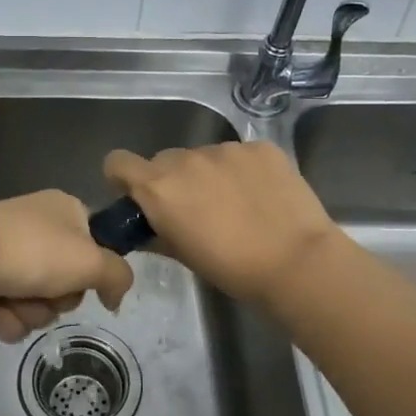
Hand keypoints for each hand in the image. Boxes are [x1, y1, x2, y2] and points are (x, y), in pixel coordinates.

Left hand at [0, 190, 134, 342]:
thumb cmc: (27, 252)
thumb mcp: (89, 260)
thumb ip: (118, 276)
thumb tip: (116, 296)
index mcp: (64, 210)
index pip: (98, 242)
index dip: (97, 268)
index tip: (94, 283)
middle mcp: (38, 230)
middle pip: (71, 281)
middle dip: (60, 297)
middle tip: (47, 290)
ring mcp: (9, 257)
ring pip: (43, 303)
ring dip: (32, 311)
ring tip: (12, 300)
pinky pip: (13, 315)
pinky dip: (7, 319)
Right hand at [103, 140, 339, 305]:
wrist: (297, 262)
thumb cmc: (232, 269)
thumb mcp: (183, 256)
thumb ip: (156, 233)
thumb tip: (147, 226)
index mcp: (159, 187)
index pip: (118, 162)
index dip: (124, 178)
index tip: (139, 196)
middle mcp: (186, 159)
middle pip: (164, 160)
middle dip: (173, 180)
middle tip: (196, 209)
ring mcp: (226, 149)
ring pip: (204, 156)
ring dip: (210, 174)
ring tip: (237, 204)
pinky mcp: (260, 147)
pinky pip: (239, 154)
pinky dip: (244, 170)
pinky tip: (262, 196)